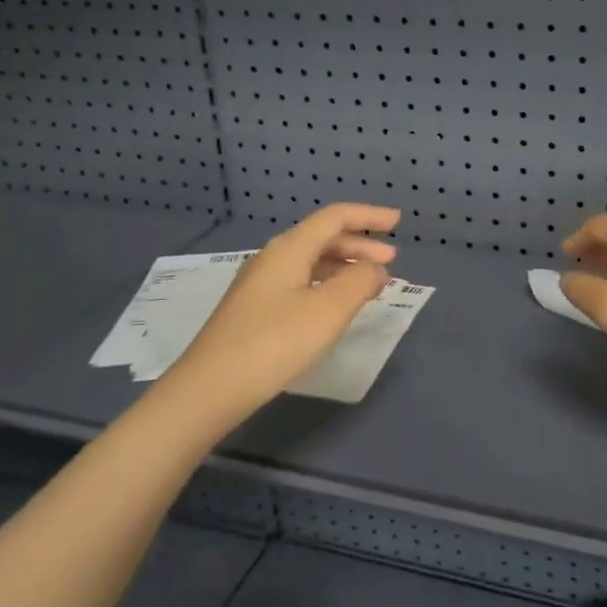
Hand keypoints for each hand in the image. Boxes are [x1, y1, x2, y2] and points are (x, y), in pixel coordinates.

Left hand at [166, 203, 399, 409]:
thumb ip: (359, 282)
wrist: (208, 389)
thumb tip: (376, 268)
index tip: (398, 221)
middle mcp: (272, 258)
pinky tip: (334, 306)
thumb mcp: (327, 311)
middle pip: (322, 238)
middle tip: (392, 261)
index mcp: (289, 249)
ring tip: (370, 284)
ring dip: (344, 266)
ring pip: (311, 262)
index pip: (335, 218)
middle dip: (360, 245)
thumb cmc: (274, 343)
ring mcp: (260, 285)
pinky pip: (300, 282)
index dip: (369, 216)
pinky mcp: (254, 310)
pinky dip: (327, 284)